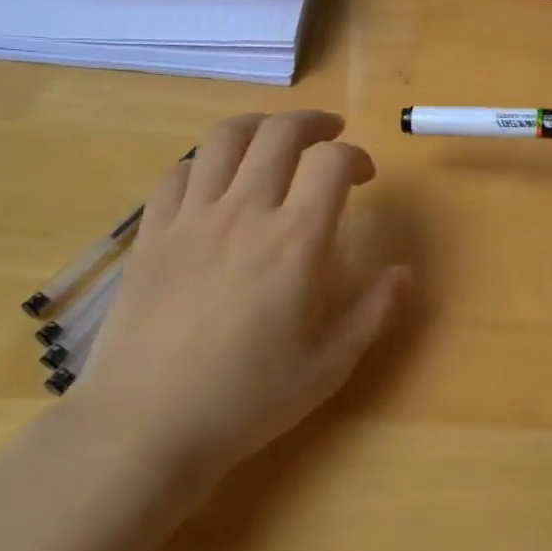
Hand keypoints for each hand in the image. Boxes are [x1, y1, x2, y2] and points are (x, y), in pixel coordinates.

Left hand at [72, 111, 409, 476]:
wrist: (146, 426)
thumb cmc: (247, 399)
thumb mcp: (329, 366)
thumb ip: (374, 312)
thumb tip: (405, 272)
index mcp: (294, 242)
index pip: (331, 163)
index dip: (355, 156)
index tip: (364, 176)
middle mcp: (243, 213)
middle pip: (279, 134)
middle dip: (312, 123)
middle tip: (329, 135)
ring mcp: (190, 218)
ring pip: (224, 139)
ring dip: (258, 126)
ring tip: (274, 137)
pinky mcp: (151, 233)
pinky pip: (177, 172)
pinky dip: (204, 161)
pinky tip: (215, 178)